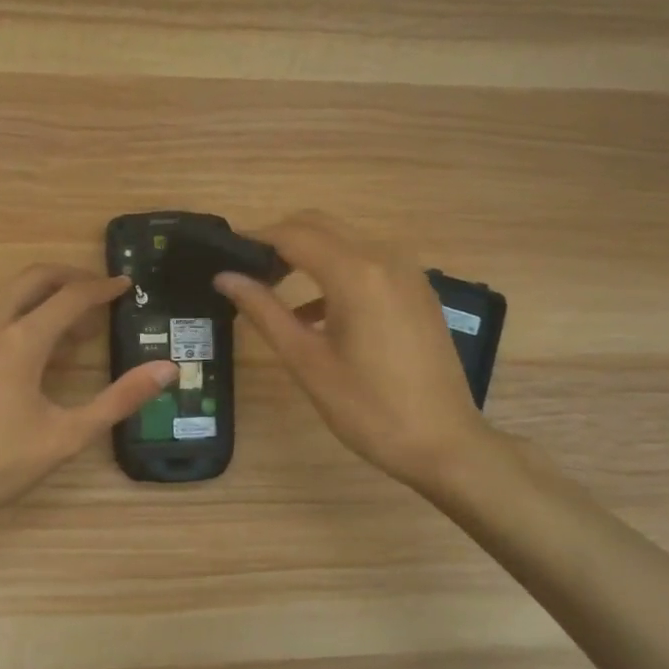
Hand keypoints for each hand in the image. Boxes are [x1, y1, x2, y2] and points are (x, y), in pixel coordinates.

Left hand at [0, 264, 177, 537]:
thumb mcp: (66, 436)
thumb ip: (119, 400)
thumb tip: (168, 370)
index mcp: (21, 340)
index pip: (71, 296)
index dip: (102, 288)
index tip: (125, 284)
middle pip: (35, 277)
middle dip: (71, 277)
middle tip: (99, 291)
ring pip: (9, 292)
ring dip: (44, 295)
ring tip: (74, 324)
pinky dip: (21, 311)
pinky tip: (35, 346)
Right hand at [214, 211, 494, 497]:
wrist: (444, 443)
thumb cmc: (368, 408)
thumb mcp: (307, 361)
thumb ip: (264, 312)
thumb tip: (225, 277)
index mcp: (355, 273)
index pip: (293, 235)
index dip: (255, 239)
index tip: (224, 256)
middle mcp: (384, 258)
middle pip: (320, 225)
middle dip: (280, 239)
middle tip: (247, 271)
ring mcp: (407, 272)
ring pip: (345, 240)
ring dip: (307, 253)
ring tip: (272, 289)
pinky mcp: (418, 291)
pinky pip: (368, 262)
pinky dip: (335, 271)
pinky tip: (314, 313)